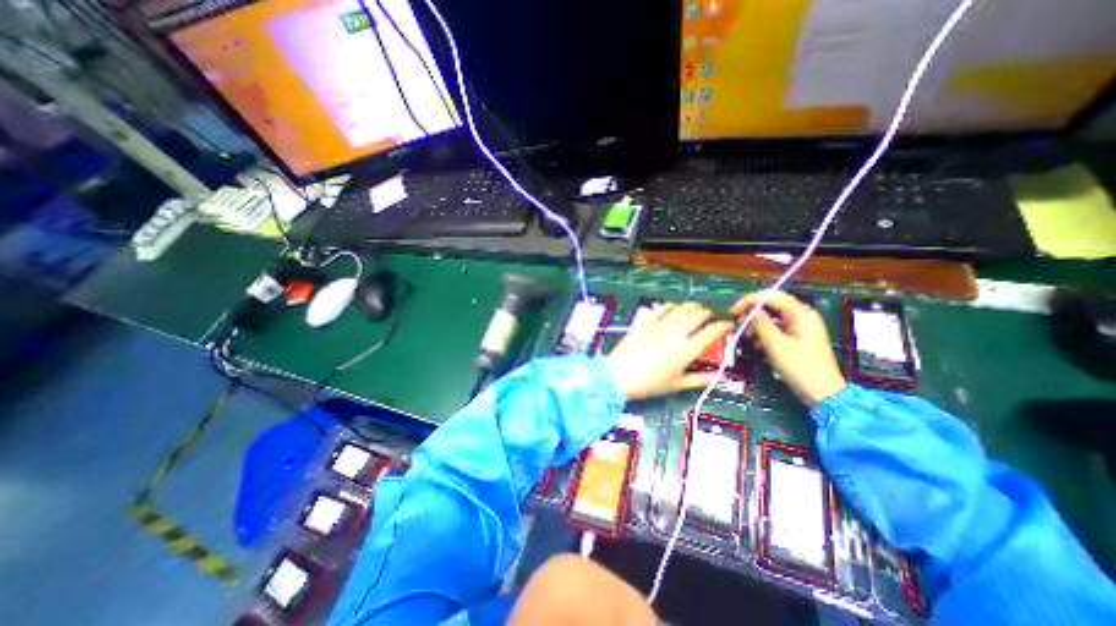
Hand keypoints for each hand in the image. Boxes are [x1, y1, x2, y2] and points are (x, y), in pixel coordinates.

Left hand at [607, 300, 739, 400]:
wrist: (619, 375)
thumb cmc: (649, 383)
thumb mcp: (676, 384)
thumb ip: (699, 380)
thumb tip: (718, 378)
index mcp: (687, 349)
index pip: (712, 331)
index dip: (723, 326)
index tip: (728, 325)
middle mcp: (676, 332)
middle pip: (697, 314)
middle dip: (707, 314)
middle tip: (709, 318)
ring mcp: (660, 324)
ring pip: (681, 308)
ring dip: (691, 307)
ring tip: (695, 309)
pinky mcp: (645, 321)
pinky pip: (662, 308)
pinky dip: (671, 306)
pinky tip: (673, 308)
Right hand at [733, 291, 846, 407]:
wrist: (824, 393)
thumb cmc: (799, 367)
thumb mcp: (775, 345)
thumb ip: (761, 324)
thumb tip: (749, 311)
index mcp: (800, 313)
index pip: (771, 296)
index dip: (749, 301)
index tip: (732, 312)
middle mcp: (803, 315)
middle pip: (772, 304)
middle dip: (753, 312)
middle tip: (738, 324)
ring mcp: (802, 326)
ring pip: (773, 316)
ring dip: (757, 323)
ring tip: (747, 336)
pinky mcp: (799, 336)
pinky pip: (778, 326)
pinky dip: (765, 332)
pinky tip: (757, 343)